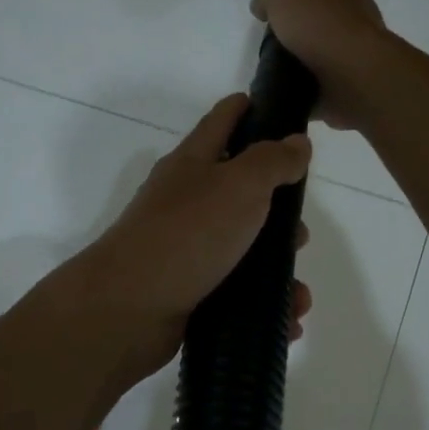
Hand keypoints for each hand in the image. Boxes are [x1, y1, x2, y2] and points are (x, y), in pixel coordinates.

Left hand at [80, 94, 313, 381]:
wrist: (128, 308)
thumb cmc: (187, 233)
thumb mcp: (238, 185)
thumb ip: (272, 161)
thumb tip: (297, 142)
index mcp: (192, 164)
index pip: (222, 120)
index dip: (250, 110)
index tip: (282, 111)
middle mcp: (186, 202)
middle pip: (239, 193)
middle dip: (277, 211)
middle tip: (300, 232)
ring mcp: (185, 249)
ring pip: (242, 249)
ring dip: (275, 268)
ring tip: (297, 289)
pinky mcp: (188, 291)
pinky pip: (235, 293)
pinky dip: (262, 305)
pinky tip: (287, 319)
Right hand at [250, 0, 390, 131]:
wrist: (354, 78)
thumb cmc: (322, 27)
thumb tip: (262, 6)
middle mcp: (354, 16)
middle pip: (330, 7)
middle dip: (310, 14)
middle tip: (280, 25)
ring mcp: (353, 53)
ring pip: (325, 48)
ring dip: (307, 54)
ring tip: (276, 62)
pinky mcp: (347, 85)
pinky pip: (321, 83)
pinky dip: (306, 86)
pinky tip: (286, 90)